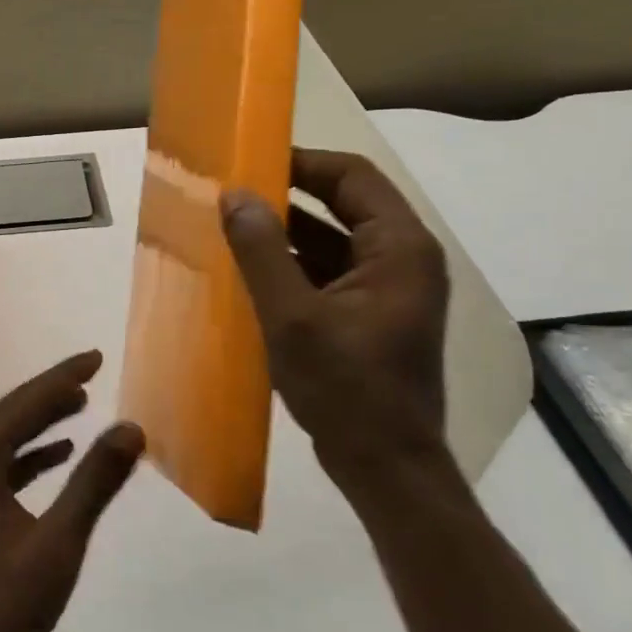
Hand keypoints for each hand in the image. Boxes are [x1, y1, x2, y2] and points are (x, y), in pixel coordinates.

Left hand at [0, 351, 143, 631]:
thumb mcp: (56, 545)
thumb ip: (93, 483)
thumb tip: (130, 428)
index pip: (25, 403)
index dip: (64, 377)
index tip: (96, 356)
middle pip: (9, 415)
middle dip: (52, 394)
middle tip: (92, 375)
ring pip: (1, 440)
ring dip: (39, 424)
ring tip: (79, 406)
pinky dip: (25, 457)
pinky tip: (56, 456)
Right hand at [220, 149, 452, 493]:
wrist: (385, 469)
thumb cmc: (347, 390)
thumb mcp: (293, 318)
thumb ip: (262, 251)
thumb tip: (234, 194)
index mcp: (400, 248)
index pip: (352, 176)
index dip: (301, 162)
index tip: (249, 162)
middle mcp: (402, 258)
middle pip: (343, 203)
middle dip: (286, 196)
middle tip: (230, 193)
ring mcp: (388, 288)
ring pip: (332, 238)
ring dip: (284, 232)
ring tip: (229, 227)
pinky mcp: (370, 313)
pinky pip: (328, 270)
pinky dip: (291, 265)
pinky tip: (248, 271)